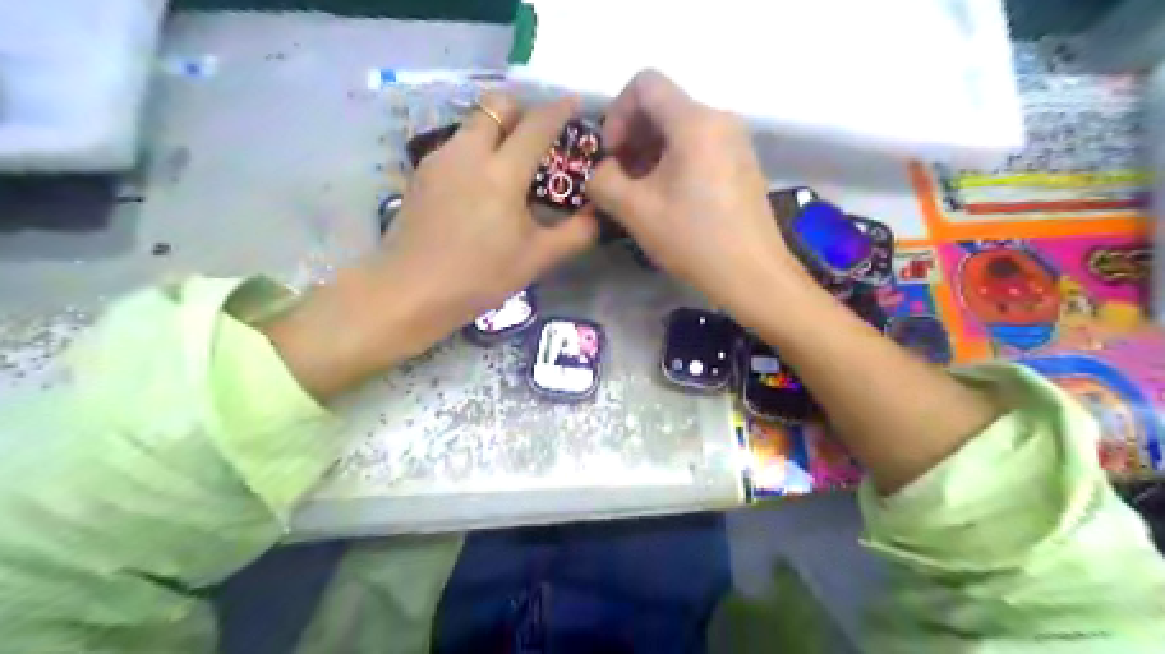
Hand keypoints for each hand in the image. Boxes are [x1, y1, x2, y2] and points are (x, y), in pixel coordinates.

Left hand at [264, 91, 591, 397]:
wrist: (409, 291)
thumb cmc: (479, 277)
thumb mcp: (536, 260)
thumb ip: (575, 233)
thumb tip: (599, 213)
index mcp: (502, 172)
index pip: (537, 125)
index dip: (560, 109)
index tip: (575, 104)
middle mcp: (468, 152)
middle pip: (497, 105)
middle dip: (522, 111)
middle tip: (537, 138)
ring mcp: (439, 159)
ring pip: (473, 123)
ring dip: (497, 130)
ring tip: (509, 165)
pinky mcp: (421, 172)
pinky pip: (456, 144)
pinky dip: (475, 150)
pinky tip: (479, 185)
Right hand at [593, 68, 811, 320]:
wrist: (753, 275)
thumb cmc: (693, 240)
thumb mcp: (636, 211)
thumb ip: (603, 181)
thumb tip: (601, 172)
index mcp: (694, 121)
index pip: (644, 83)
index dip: (617, 114)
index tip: (612, 156)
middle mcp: (720, 119)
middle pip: (662, 106)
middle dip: (632, 137)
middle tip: (620, 180)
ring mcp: (735, 141)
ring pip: (680, 128)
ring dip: (650, 153)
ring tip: (641, 194)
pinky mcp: (741, 163)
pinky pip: (699, 146)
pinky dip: (674, 162)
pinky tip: (668, 199)